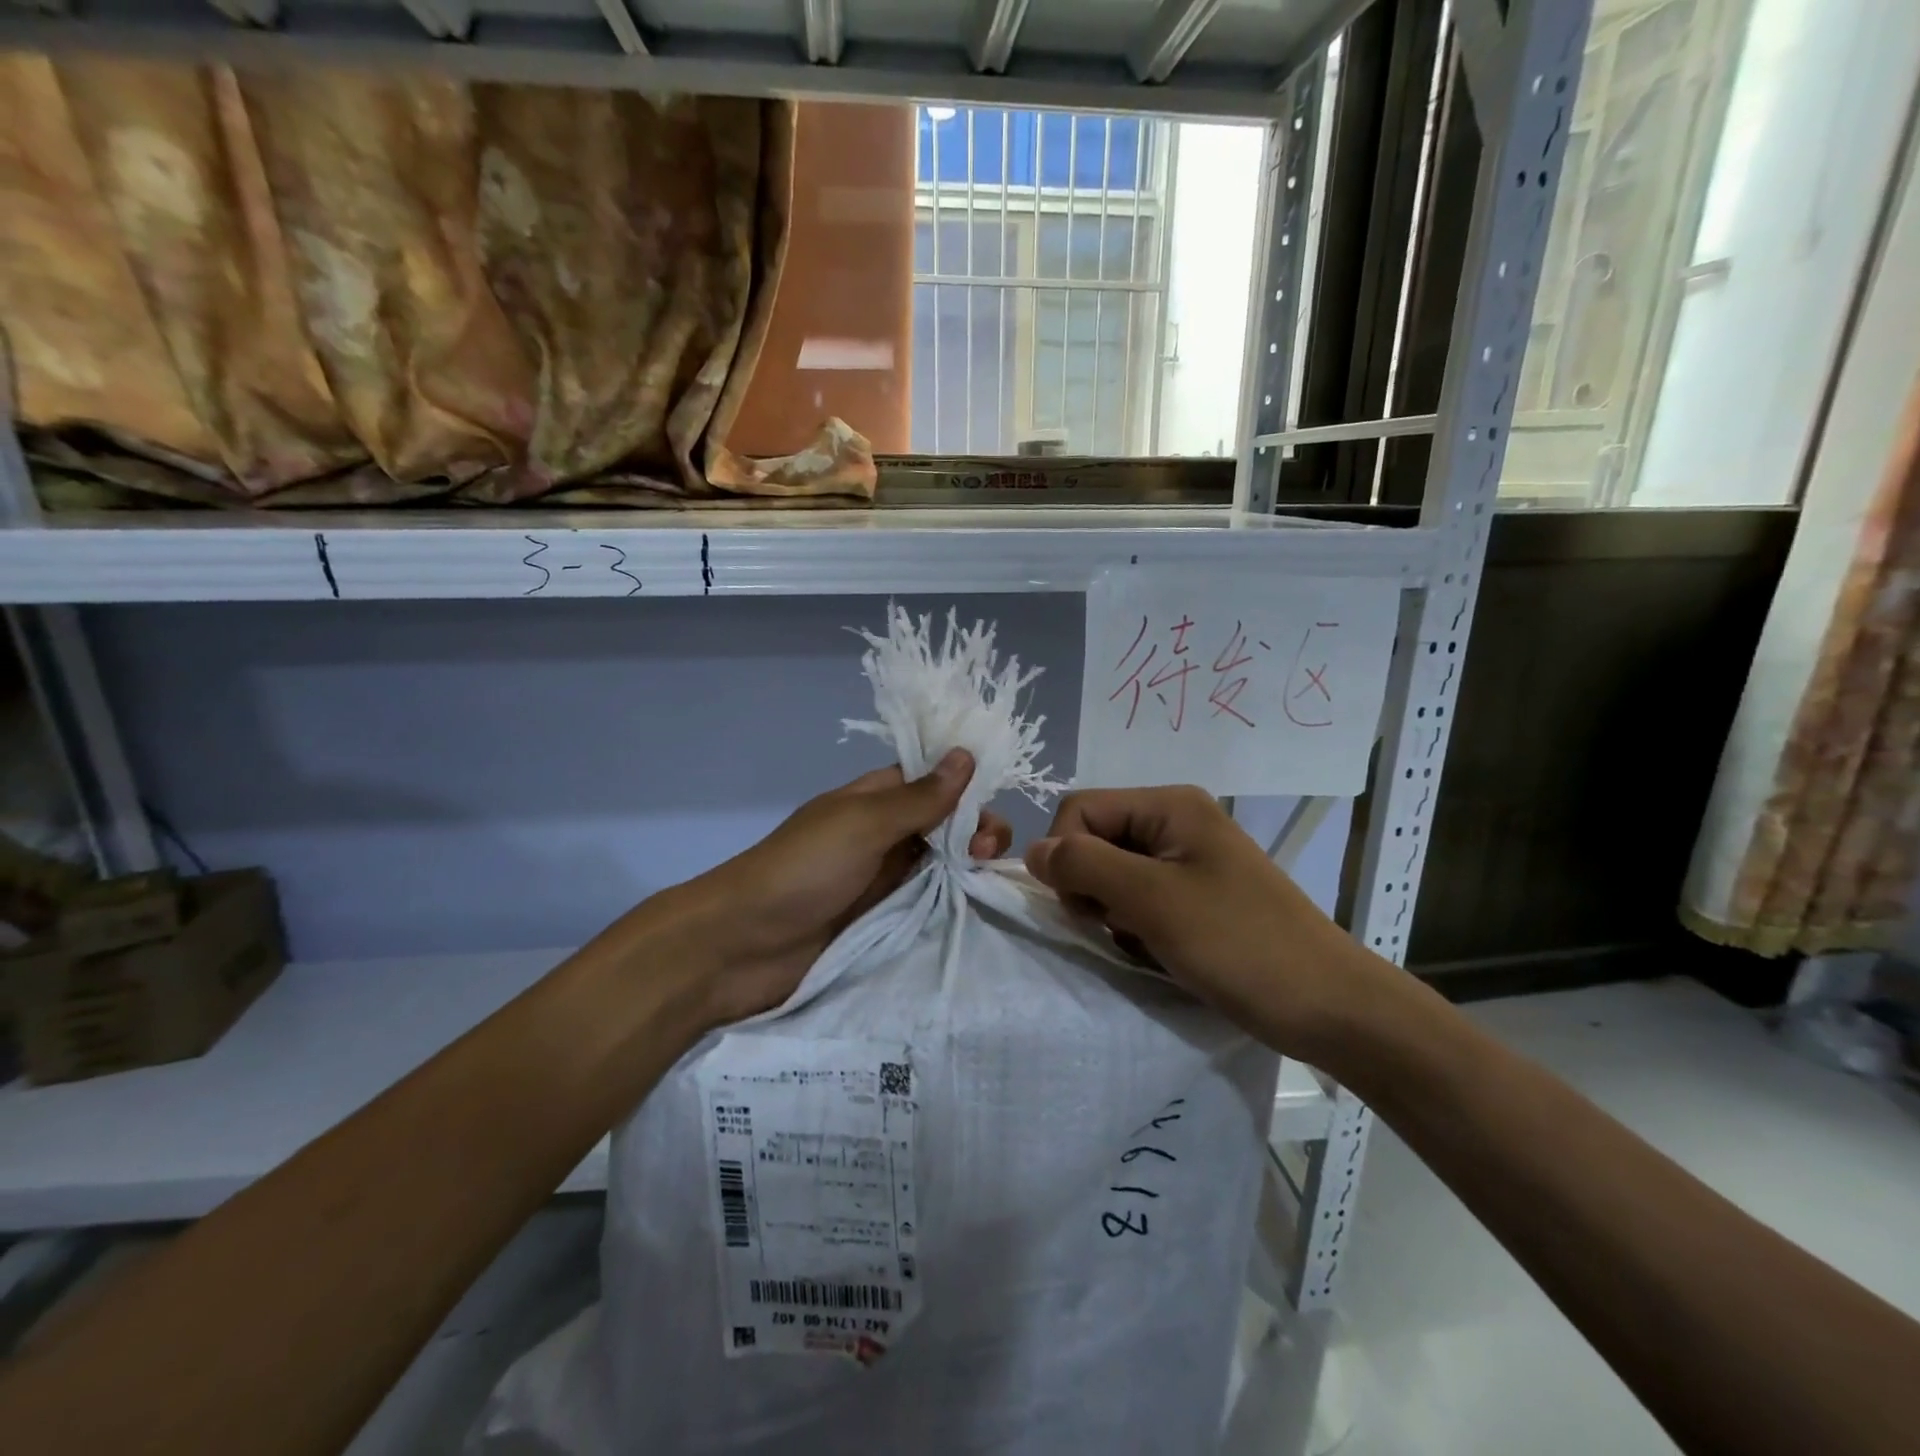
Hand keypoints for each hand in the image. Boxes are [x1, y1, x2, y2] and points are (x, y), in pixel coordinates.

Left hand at [667, 751, 1009, 1025]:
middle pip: (945, 823)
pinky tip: (979, 904)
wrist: (741, 946)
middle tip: (984, 853)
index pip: (933, 781)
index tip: (995, 803)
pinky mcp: (885, 920)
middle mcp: (885, 834)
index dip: (967, 787)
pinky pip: (929, 903)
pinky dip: (954, 900)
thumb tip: (966, 754)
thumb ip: (918, 798)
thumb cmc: (802, 871)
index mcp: (875, 799)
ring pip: (943, 863)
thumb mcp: (862, 824)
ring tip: (984, 877)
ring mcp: (885, 879)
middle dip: (974, 829)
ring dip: (969, 865)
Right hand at [1024, 786, 1387, 1062]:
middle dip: (1090, 885)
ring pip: (1112, 873)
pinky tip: (1159, 949)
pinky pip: (1138, 897)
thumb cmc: (1240, 945)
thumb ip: (1084, 866)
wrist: (1330, 1006)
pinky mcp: (1195, 894)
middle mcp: (1175, 821)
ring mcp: (1188, 859)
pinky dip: (1134, 924)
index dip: (1066, 856)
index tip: (1086, 907)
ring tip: (1145, 941)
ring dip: (1112, 910)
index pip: (1079, 809)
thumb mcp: (1152, 901)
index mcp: (1169, 805)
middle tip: (1118, 926)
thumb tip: (1031, 851)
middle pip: (1094, 838)